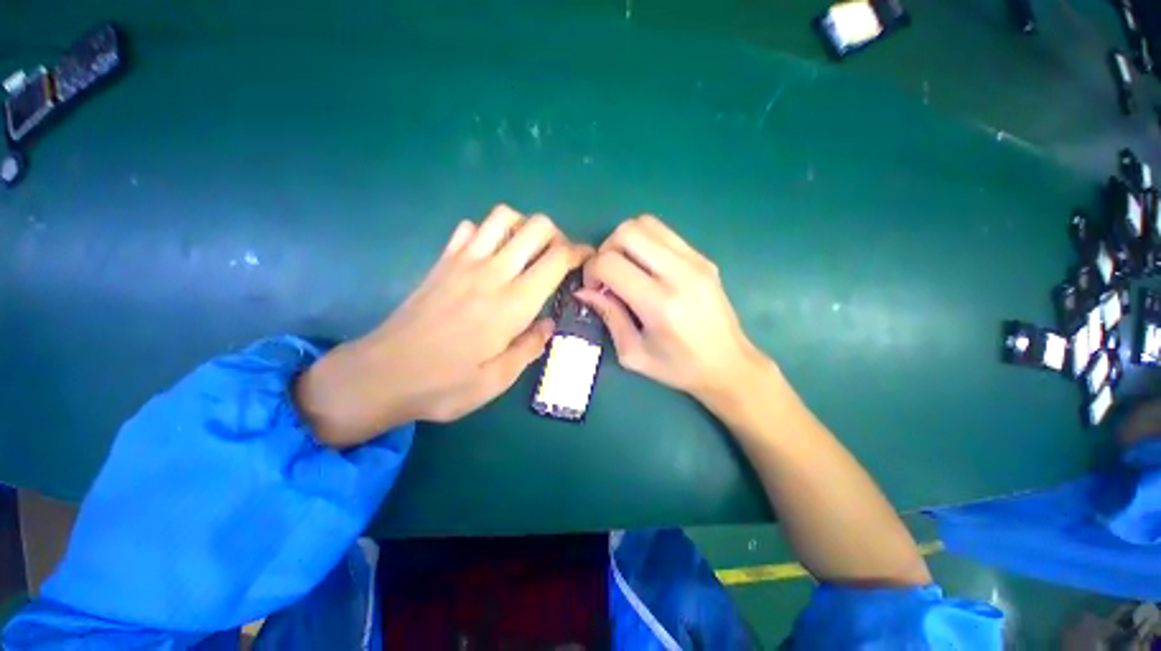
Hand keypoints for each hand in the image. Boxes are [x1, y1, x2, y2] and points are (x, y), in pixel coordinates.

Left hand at [296, 205, 590, 446]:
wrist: (382, 374)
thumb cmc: (445, 384)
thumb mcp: (498, 380)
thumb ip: (530, 347)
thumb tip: (548, 325)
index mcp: (512, 304)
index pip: (557, 259)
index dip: (579, 252)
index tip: (588, 259)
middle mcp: (492, 272)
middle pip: (535, 227)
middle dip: (557, 235)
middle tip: (558, 259)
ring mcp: (463, 262)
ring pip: (503, 217)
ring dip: (524, 227)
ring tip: (527, 253)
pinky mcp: (442, 261)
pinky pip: (469, 228)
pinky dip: (487, 232)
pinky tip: (490, 255)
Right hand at [577, 216, 766, 403]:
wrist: (728, 365)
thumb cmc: (678, 367)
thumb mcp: (633, 352)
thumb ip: (608, 315)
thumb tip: (583, 290)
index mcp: (659, 304)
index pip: (610, 263)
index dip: (591, 272)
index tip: (593, 289)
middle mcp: (679, 274)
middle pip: (627, 232)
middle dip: (606, 250)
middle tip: (607, 276)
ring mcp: (696, 261)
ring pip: (646, 223)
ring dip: (625, 242)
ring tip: (625, 268)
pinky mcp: (704, 258)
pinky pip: (664, 233)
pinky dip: (645, 243)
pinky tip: (646, 269)